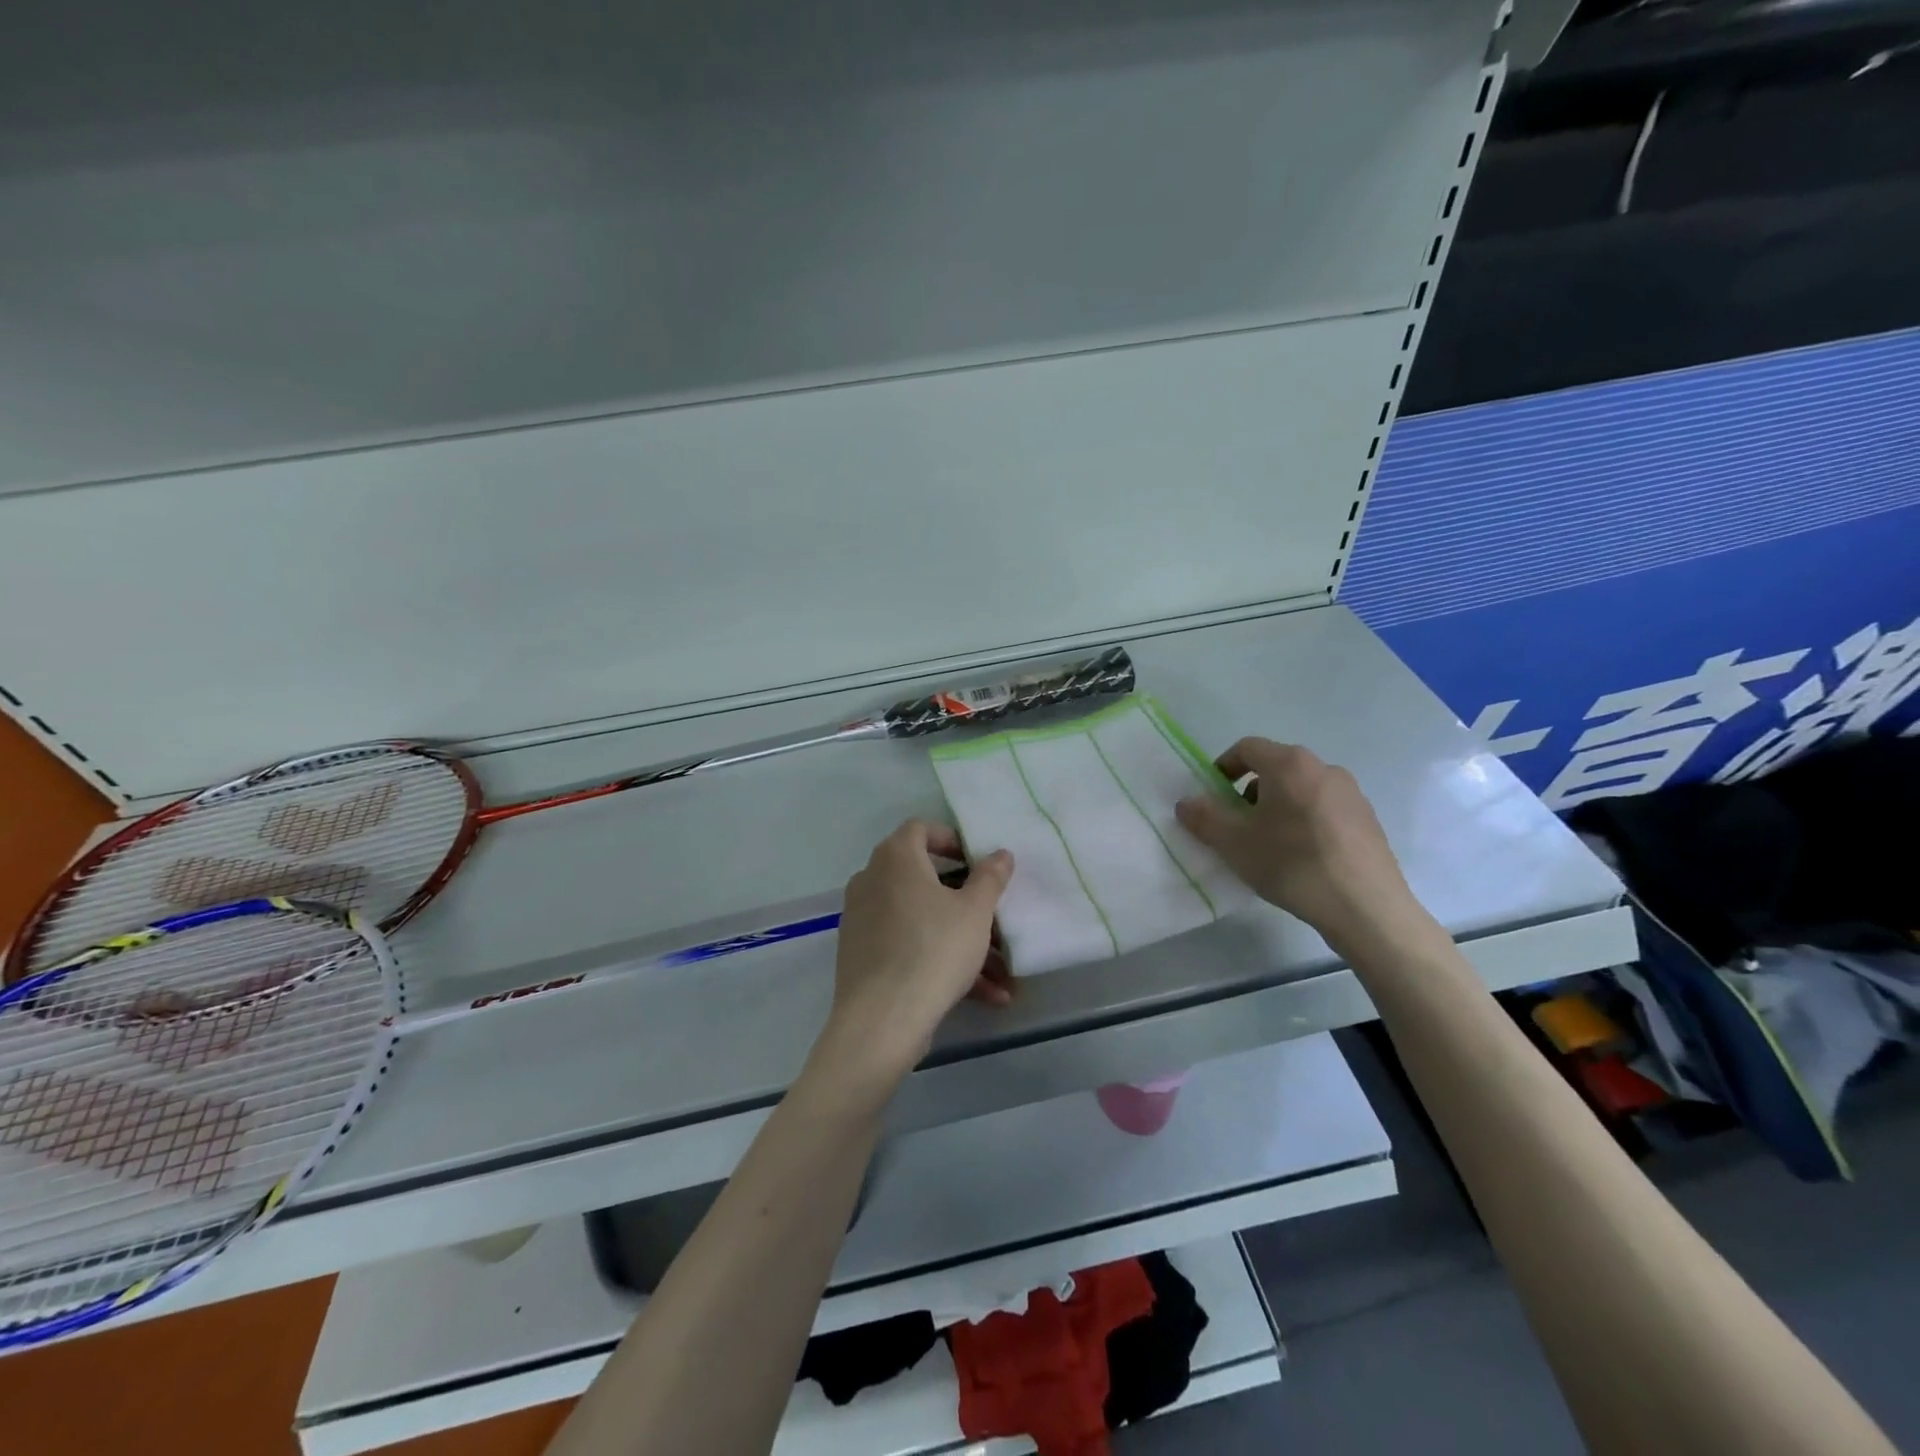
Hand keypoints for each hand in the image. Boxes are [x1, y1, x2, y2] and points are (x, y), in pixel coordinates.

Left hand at [820, 820, 1014, 1083]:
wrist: (882, 1020)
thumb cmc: (933, 950)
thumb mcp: (974, 912)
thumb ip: (990, 877)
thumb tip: (1000, 853)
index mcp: (895, 858)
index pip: (920, 829)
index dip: (951, 839)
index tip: (977, 863)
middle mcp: (872, 880)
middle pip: (925, 879)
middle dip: (966, 902)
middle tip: (995, 919)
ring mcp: (862, 919)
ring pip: (922, 920)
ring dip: (962, 941)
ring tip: (1002, 976)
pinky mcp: (861, 954)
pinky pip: (908, 945)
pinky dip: (940, 960)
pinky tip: (983, 995)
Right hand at [1175, 738, 1422, 956]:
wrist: (1365, 908)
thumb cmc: (1292, 864)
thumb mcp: (1233, 843)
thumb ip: (1204, 817)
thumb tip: (1187, 802)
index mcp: (1290, 764)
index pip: (1247, 748)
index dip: (1223, 768)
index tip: (1213, 797)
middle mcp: (1324, 768)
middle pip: (1275, 769)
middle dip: (1249, 792)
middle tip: (1238, 826)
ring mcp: (1351, 794)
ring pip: (1300, 790)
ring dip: (1277, 808)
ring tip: (1269, 846)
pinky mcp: (1368, 821)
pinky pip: (1323, 810)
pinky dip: (1304, 822)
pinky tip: (1302, 858)